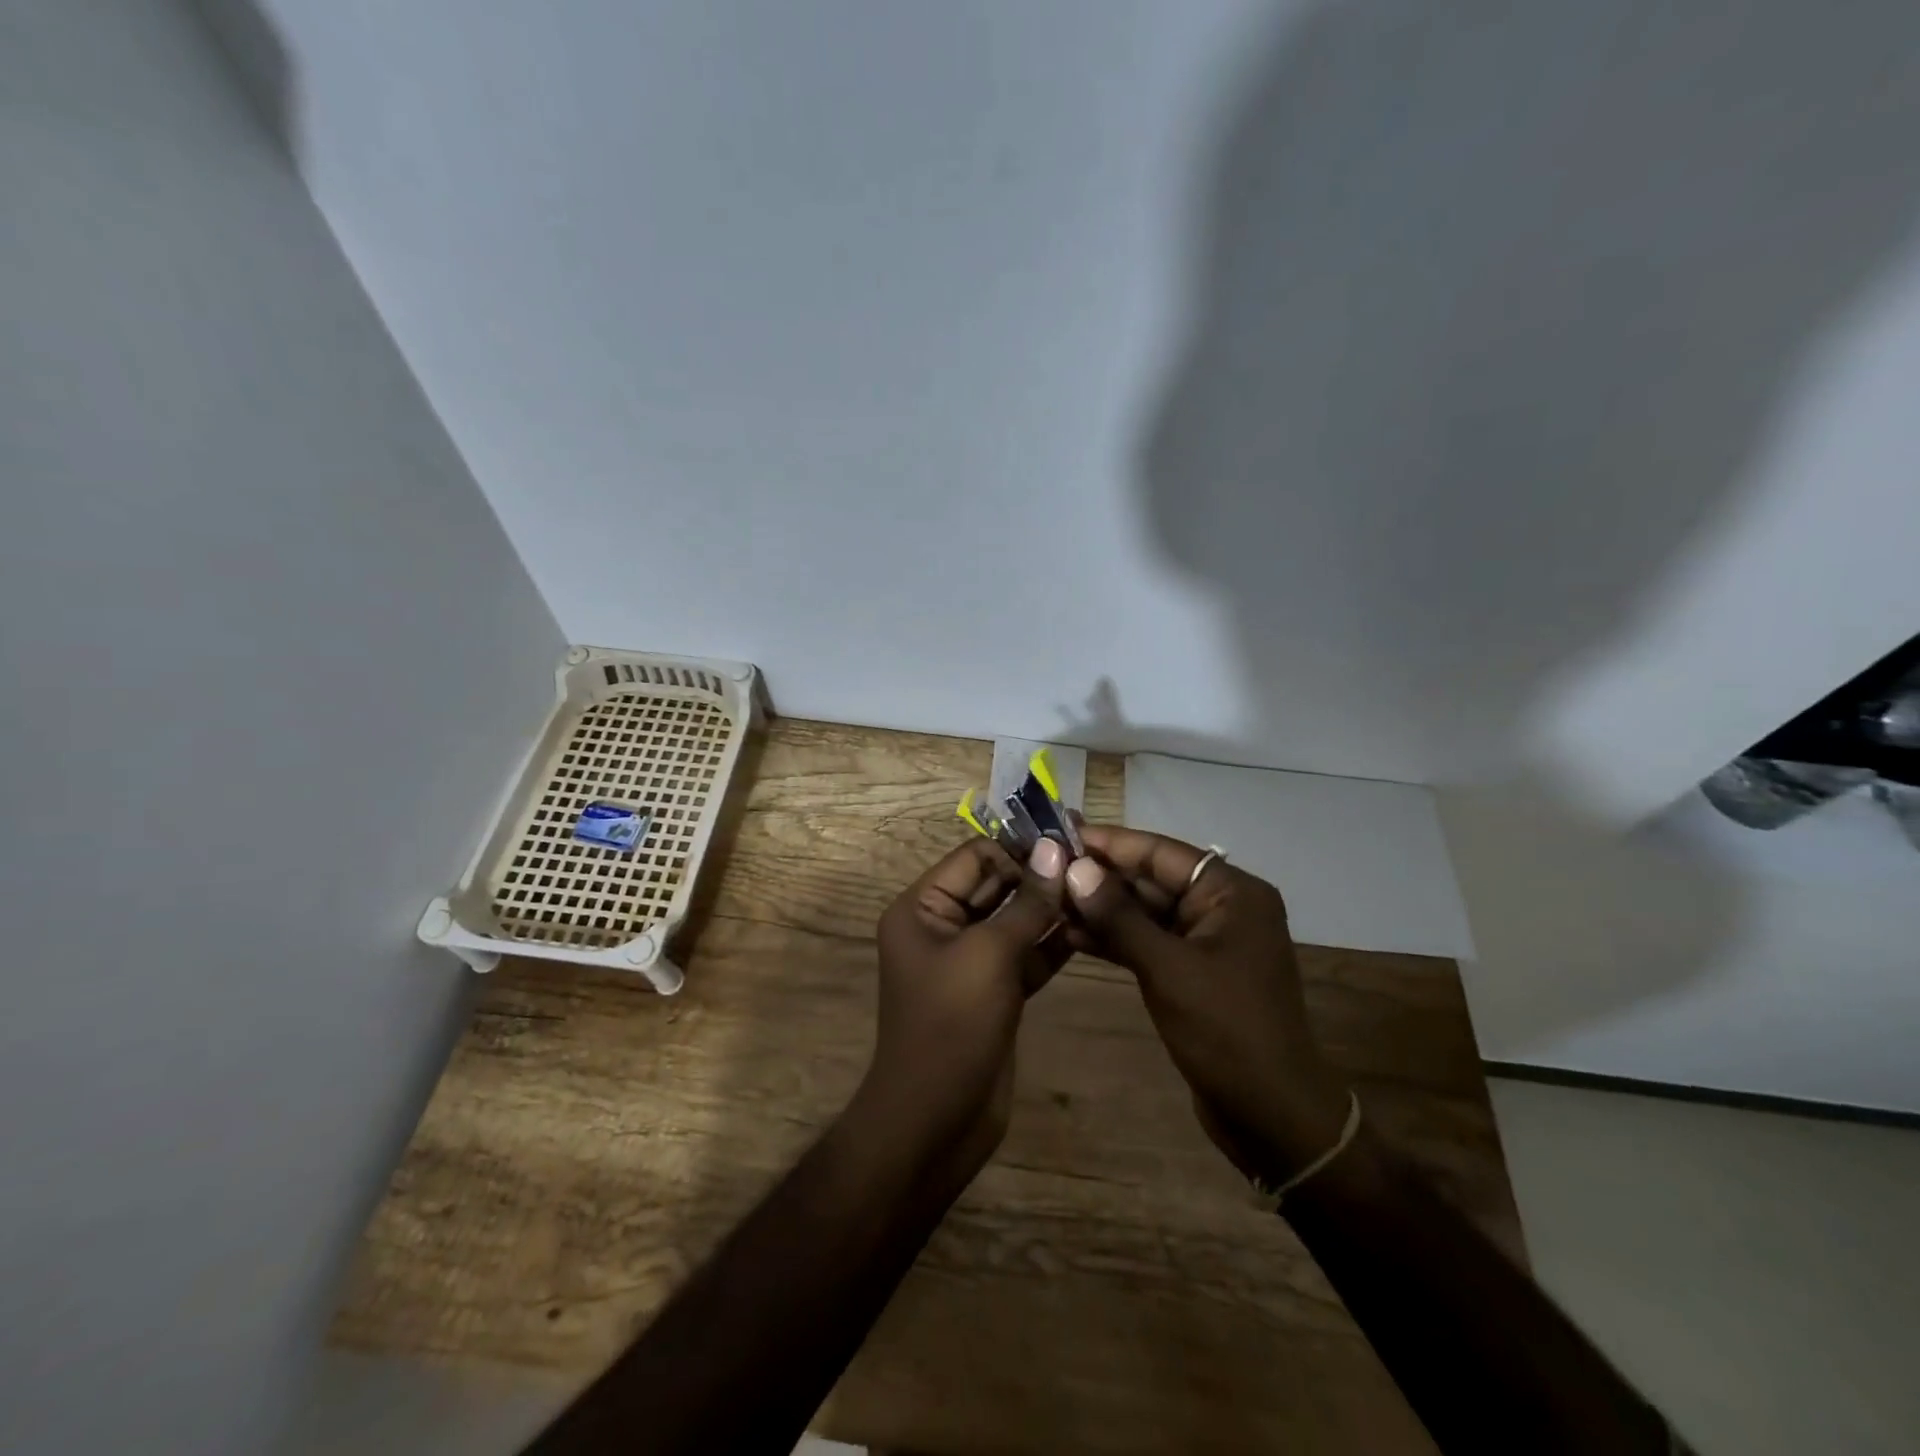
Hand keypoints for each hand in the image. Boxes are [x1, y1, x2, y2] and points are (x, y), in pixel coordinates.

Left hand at [859, 836, 1070, 1175]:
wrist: (937, 1121)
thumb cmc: (952, 1025)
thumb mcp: (989, 955)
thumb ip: (1026, 903)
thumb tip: (1056, 851)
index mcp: (922, 908)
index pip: (974, 857)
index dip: (1019, 849)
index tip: (1070, 844)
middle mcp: (942, 926)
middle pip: (995, 885)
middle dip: (1039, 876)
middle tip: (1092, 864)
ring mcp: (970, 961)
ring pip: (1014, 920)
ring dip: (1051, 908)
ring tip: (1098, 891)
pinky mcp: (995, 990)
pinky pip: (1025, 954)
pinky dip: (1052, 942)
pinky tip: (1091, 928)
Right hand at [1062, 826, 1351, 1183]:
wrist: (1270, 1115)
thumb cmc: (1226, 1031)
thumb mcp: (1167, 968)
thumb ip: (1119, 916)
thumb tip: (1074, 868)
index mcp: (1232, 892)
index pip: (1161, 852)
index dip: (1110, 842)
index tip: (1061, 833)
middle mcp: (1222, 907)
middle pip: (1152, 879)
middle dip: (1100, 877)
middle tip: (1046, 868)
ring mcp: (1207, 941)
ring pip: (1146, 912)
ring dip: (1102, 909)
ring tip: (1049, 900)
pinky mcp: (1193, 972)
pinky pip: (1149, 942)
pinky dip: (1115, 939)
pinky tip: (1071, 935)